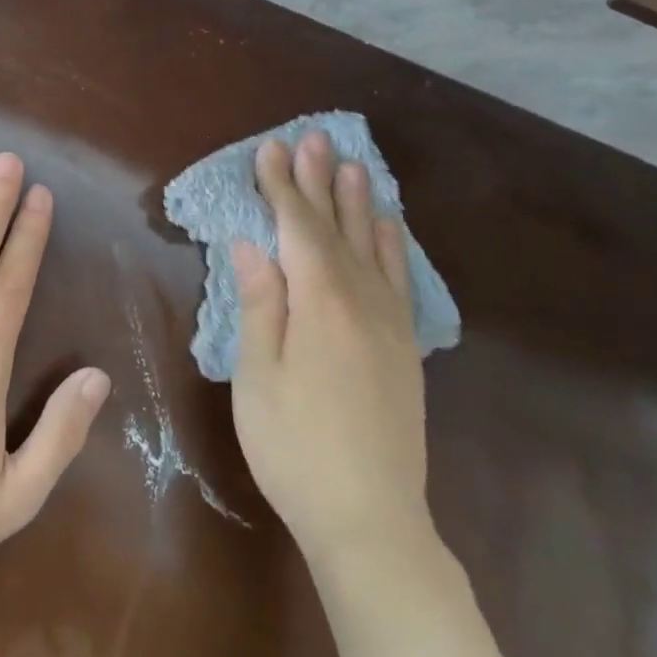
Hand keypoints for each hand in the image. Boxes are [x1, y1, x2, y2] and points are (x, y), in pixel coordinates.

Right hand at [231, 132, 437, 573]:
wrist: (370, 518)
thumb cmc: (294, 445)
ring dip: (360, 203)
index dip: (282, 187)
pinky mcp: (405, 348)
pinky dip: (390, 245)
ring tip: (354, 166)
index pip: (297, 228)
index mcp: (320, 303)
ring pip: (374, 247)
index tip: (271, 149)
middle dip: (321, 181)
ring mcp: (390, 324)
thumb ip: (260, 302)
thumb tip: (252, 243)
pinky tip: (387, 230)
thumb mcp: (257, 374)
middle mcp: (362, 301)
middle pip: (337, 228)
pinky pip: (398, 278)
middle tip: (314, 138)